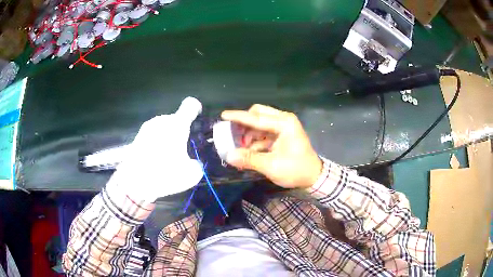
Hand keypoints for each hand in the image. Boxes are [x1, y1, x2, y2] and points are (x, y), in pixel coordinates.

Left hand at [109, 97, 203, 201]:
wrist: (133, 182)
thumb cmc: (163, 174)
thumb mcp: (190, 175)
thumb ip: (197, 165)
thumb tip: (194, 163)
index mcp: (177, 125)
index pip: (190, 105)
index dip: (196, 109)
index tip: (198, 119)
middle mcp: (161, 121)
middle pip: (176, 119)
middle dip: (181, 130)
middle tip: (183, 149)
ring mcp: (147, 128)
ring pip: (163, 127)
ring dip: (168, 137)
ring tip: (167, 157)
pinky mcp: (137, 137)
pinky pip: (153, 135)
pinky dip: (157, 143)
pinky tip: (155, 160)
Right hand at [221, 104, 321, 188]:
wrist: (313, 177)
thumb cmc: (296, 170)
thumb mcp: (271, 166)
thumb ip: (249, 159)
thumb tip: (229, 156)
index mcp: (284, 124)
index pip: (256, 118)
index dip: (238, 117)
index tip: (223, 115)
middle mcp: (283, 121)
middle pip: (258, 114)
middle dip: (244, 124)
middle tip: (232, 135)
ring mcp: (283, 127)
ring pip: (259, 124)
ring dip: (248, 134)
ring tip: (240, 148)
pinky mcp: (281, 135)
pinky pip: (263, 133)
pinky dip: (255, 140)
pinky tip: (249, 152)